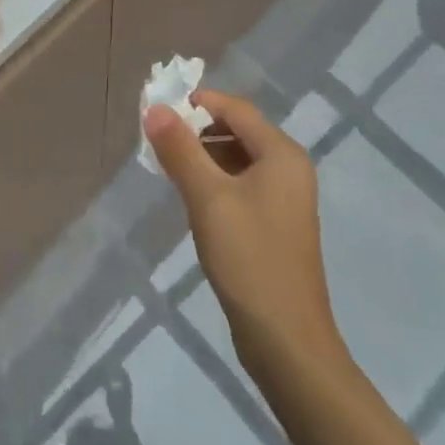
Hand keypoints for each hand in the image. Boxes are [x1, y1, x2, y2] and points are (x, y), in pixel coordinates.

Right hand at [145, 91, 346, 384]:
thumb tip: (155, 108)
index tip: (158, 110)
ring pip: (237, 159)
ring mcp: (285, 198)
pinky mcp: (275, 224)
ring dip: (203, 156)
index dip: (197, 103)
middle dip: (196, 130)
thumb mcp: (208, 198)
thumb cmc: (248, 258)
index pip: (235, 109)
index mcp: (281, 154)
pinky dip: (214, 181)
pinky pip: (241, 185)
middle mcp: (288, 168)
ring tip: (166, 166)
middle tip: (157, 140)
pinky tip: (190, 197)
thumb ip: (180, 149)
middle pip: (237, 131)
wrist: (286, 341)